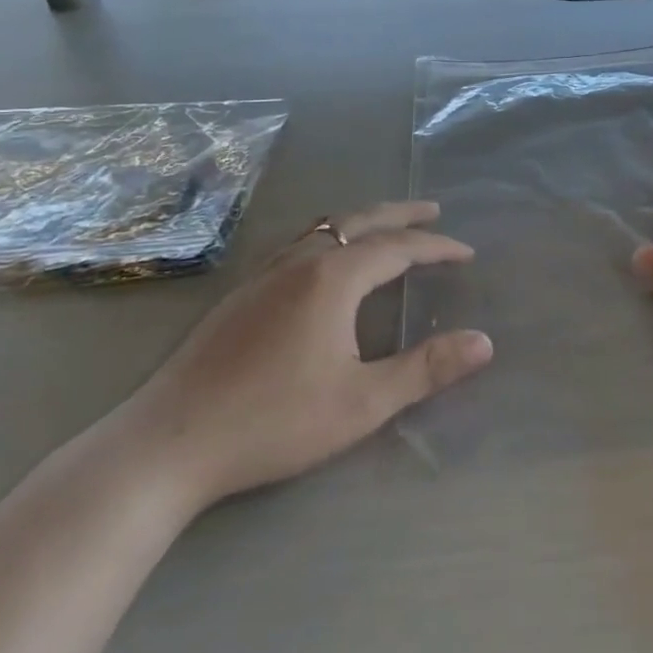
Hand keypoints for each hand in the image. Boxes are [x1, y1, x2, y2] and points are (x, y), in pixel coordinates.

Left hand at [119, 201, 492, 513]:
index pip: (398, 247)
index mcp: (333, 278)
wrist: (168, 442)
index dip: (436, 247)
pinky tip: (323, 259)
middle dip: (402, 214)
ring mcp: (265, 273)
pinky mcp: (242, 292)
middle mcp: (300, 261)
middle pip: (360, 221)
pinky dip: (330, 234)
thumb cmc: (273, 421)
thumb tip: (484, 342)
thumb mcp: (362, 403)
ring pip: (324, 227)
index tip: (466, 252)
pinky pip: (299, 242)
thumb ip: (425, 370)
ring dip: (362, 220)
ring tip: (385, 226)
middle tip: (434, 210)